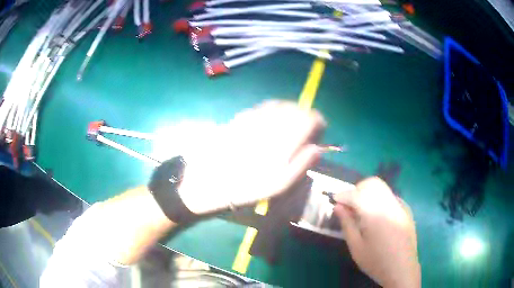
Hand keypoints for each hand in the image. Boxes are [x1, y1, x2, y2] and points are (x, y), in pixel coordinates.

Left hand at [178, 101, 325, 213]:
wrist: (208, 183)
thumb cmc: (245, 189)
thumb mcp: (279, 186)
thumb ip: (302, 165)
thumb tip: (318, 148)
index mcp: (283, 141)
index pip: (310, 118)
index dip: (318, 123)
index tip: (318, 133)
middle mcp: (270, 123)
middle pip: (296, 108)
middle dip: (304, 117)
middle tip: (303, 132)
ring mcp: (253, 117)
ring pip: (280, 105)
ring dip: (288, 113)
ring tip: (287, 127)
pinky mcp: (240, 118)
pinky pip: (262, 107)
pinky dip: (272, 111)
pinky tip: (268, 124)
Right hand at [333, 177, 420, 287]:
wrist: (402, 269)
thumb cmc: (376, 261)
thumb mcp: (356, 247)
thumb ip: (347, 224)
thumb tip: (338, 206)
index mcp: (375, 214)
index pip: (356, 194)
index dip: (343, 195)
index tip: (334, 200)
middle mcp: (389, 204)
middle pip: (372, 183)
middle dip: (357, 189)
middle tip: (349, 205)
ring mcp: (400, 206)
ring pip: (383, 188)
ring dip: (369, 193)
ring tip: (362, 210)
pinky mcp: (406, 210)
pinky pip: (391, 197)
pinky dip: (380, 199)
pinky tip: (378, 217)